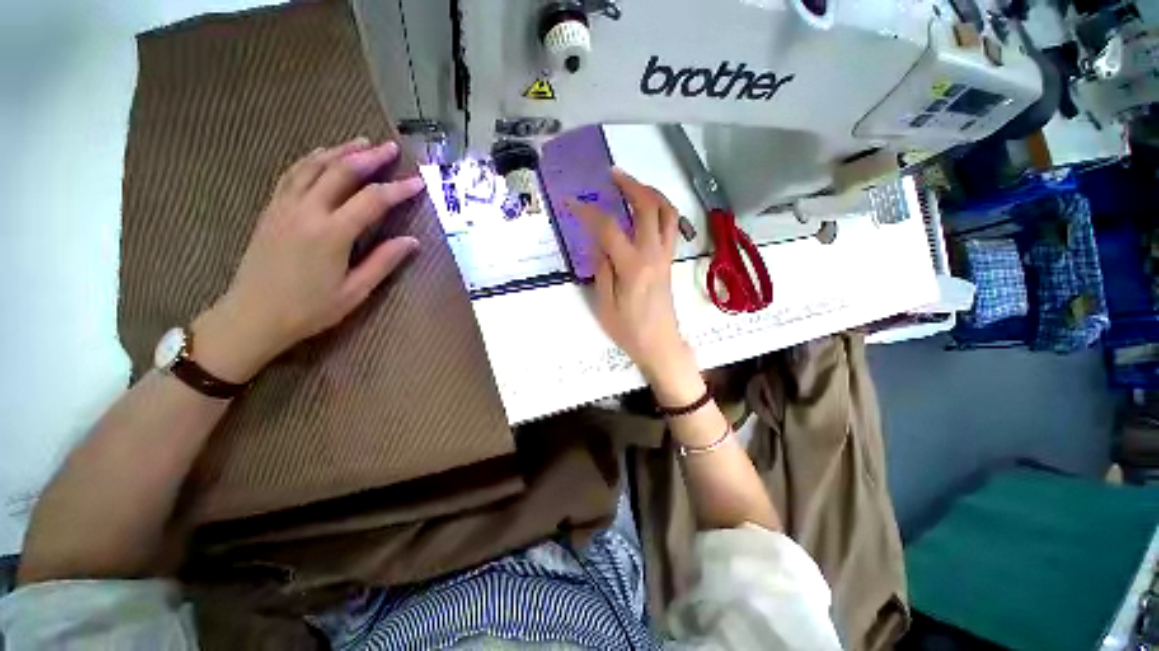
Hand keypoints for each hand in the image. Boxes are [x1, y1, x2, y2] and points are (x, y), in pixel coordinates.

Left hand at [192, 138, 425, 381]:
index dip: (398, 189)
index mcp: (332, 234)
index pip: (372, 200)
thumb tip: (412, 241)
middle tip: (390, 148)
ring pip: (313, 166)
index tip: (418, 181)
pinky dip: (311, 160)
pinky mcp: (271, 209)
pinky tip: (322, 156)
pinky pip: (292, 174)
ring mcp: (284, 207)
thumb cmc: (309, 309)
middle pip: (341, 172)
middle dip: (369, 157)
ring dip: (339, 151)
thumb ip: (383, 261)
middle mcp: (307, 211)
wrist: (252, 316)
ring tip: (360, 142)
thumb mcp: (355, 291)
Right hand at [573, 169, 696, 388]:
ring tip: (632, 184)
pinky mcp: (669, 260)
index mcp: (632, 267)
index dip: (588, 212)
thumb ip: (601, 269)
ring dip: (651, 192)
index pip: (609, 228)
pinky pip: (670, 225)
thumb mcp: (604, 304)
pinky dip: (660, 208)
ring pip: (666, 212)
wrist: (660, 344)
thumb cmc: (629, 330)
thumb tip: (598, 243)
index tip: (571, 202)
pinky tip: (647, 208)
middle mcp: (652, 254)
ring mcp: (665, 255)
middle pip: (647, 207)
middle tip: (612, 174)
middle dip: (630, 185)